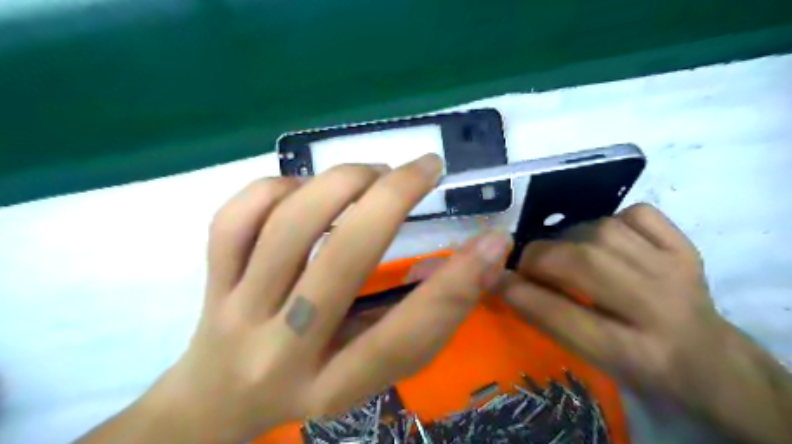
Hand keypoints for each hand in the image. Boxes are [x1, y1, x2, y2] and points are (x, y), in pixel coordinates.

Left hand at [137, 154, 513, 441]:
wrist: (219, 401)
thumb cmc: (313, 384)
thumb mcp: (372, 370)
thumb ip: (419, 322)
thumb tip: (476, 258)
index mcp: (335, 386)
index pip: (402, 336)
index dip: (456, 286)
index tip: (493, 239)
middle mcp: (282, 351)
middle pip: (342, 260)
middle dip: (393, 198)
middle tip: (426, 167)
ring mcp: (237, 311)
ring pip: (288, 227)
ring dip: (342, 183)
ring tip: (373, 174)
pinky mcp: (210, 282)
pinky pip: (235, 219)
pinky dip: (277, 188)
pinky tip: (305, 189)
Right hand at [500, 203, 791, 441]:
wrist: (709, 359)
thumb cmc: (640, 366)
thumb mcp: (593, 360)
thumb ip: (550, 320)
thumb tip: (506, 282)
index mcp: (634, 354)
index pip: (562, 316)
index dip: (519, 293)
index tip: (495, 278)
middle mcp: (659, 310)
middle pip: (585, 264)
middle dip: (541, 257)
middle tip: (527, 263)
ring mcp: (677, 272)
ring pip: (605, 231)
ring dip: (569, 237)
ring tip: (564, 251)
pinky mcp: (687, 248)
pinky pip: (638, 214)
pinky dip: (611, 219)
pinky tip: (604, 238)